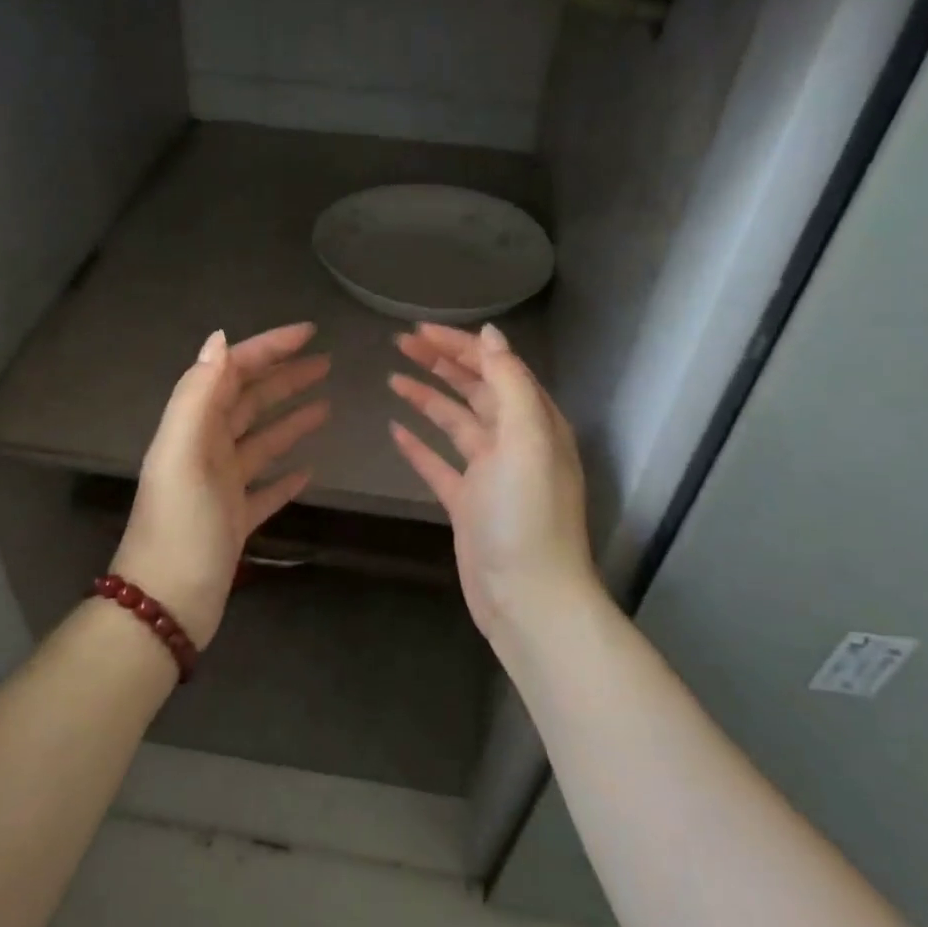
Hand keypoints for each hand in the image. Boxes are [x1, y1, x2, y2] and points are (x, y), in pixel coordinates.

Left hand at [110, 323, 329, 647]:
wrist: (166, 604)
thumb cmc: (179, 526)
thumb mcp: (182, 454)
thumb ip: (198, 395)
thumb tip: (220, 339)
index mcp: (192, 429)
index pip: (231, 373)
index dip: (267, 349)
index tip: (309, 333)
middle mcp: (205, 450)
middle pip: (249, 402)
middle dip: (284, 378)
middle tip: (326, 363)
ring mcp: (220, 487)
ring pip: (260, 442)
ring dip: (290, 420)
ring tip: (326, 406)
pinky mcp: (234, 520)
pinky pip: (265, 489)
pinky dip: (285, 476)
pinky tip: (309, 471)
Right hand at [388, 322, 599, 647]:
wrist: (527, 597)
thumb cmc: (527, 514)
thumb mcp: (526, 438)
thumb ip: (510, 383)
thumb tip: (491, 334)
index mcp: (534, 421)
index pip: (496, 367)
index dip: (460, 345)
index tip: (419, 329)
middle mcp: (514, 441)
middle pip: (474, 389)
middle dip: (441, 363)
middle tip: (400, 343)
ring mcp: (489, 474)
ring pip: (455, 422)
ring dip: (427, 397)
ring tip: (393, 376)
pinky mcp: (467, 503)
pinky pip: (439, 464)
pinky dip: (419, 445)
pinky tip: (395, 429)